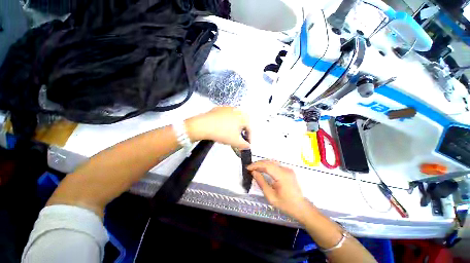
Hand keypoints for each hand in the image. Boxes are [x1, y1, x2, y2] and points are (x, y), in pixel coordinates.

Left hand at [186, 107, 250, 149]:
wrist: (204, 125)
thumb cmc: (222, 133)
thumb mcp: (235, 141)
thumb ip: (244, 145)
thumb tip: (248, 146)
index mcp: (243, 117)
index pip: (249, 129)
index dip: (249, 137)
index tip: (247, 144)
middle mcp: (237, 110)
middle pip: (242, 122)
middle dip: (242, 131)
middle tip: (239, 138)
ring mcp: (227, 108)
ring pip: (234, 118)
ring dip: (234, 126)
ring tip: (230, 133)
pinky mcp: (218, 108)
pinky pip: (226, 116)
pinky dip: (226, 122)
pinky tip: (221, 127)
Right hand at [248, 160, 309, 219]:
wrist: (301, 207)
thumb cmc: (286, 204)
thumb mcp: (271, 196)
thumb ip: (261, 183)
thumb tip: (253, 172)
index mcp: (282, 176)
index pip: (267, 166)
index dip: (256, 165)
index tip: (247, 168)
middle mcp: (285, 169)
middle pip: (269, 162)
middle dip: (258, 163)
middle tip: (249, 168)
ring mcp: (287, 169)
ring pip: (272, 162)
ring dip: (262, 164)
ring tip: (254, 168)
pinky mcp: (288, 170)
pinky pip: (275, 165)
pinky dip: (267, 166)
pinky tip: (262, 169)